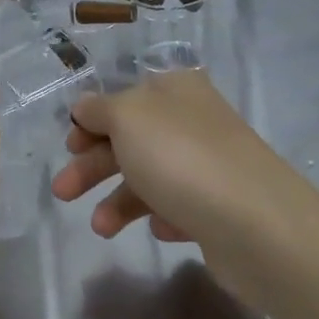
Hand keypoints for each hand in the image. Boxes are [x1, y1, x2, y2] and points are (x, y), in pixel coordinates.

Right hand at [51, 69, 318, 308]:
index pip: (123, 98)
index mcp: (174, 90)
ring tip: (101, 227)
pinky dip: (161, 216)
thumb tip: (86, 107)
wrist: (255, 223)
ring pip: (151, 176)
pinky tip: (161, 229)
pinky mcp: (220, 207)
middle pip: (131, 139)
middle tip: (63, 192)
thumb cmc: (180, 157)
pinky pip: (179, 207)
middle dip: (93, 166)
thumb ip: (99, 109)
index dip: (91, 121)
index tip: (69, 146)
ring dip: (119, 200)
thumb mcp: (126, 117)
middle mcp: (193, 121)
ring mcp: (210, 164)